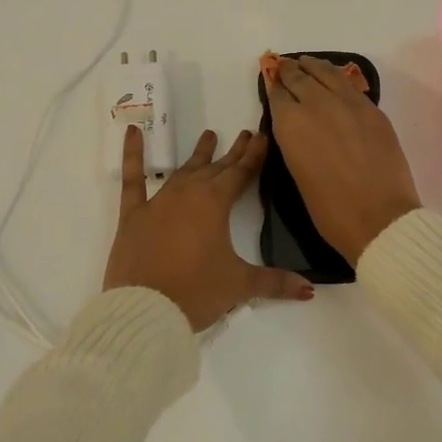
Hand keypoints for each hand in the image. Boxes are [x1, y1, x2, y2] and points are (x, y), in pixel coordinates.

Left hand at [104, 124, 314, 329]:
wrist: (144, 309)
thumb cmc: (196, 293)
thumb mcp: (239, 286)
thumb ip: (274, 283)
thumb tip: (309, 289)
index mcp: (214, 204)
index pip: (240, 174)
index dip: (253, 156)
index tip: (262, 136)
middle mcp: (187, 195)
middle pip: (215, 170)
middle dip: (232, 154)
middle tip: (244, 134)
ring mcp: (157, 202)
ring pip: (183, 172)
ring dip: (198, 156)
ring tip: (209, 136)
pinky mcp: (133, 216)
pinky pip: (132, 179)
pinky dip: (132, 154)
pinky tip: (132, 132)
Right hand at [264, 55, 421, 265]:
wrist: (378, 218)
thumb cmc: (329, 209)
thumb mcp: (297, 172)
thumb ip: (294, 141)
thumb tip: (298, 126)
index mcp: (291, 125)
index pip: (278, 95)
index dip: (274, 86)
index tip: (271, 80)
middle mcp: (317, 105)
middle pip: (300, 78)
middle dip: (290, 71)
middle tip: (285, 66)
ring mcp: (349, 104)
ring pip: (326, 74)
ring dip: (313, 67)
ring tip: (306, 62)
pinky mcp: (373, 110)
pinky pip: (349, 85)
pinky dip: (336, 77)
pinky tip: (333, 78)